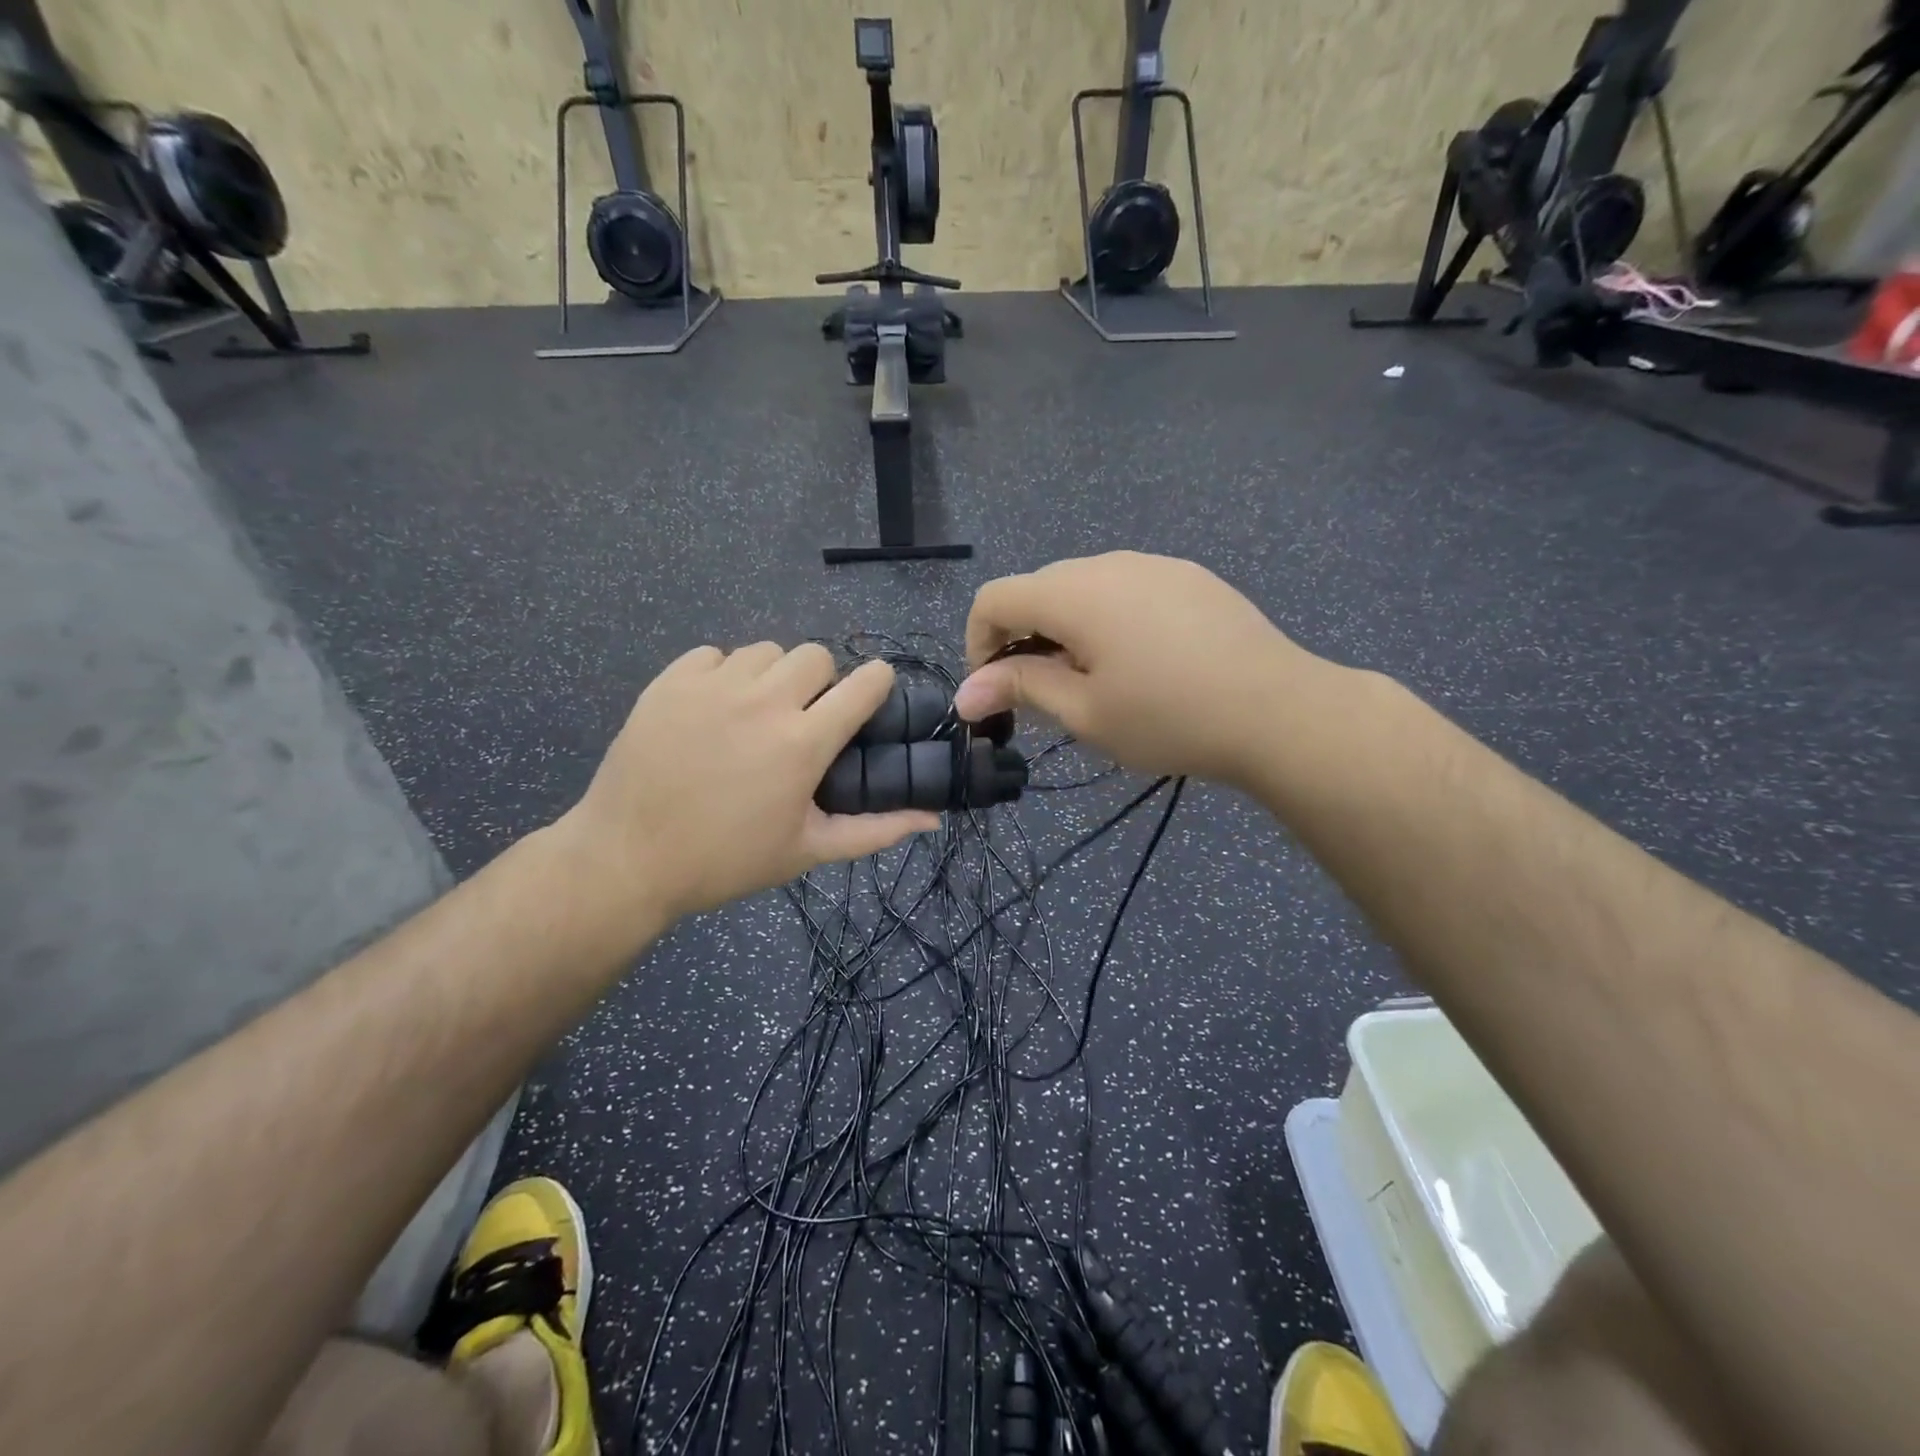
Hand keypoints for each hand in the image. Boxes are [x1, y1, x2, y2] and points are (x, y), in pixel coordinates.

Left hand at [558, 644, 939, 928]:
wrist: (627, 858)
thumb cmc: (726, 860)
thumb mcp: (807, 850)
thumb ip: (875, 829)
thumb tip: (932, 817)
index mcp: (803, 742)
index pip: (865, 682)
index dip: (876, 685)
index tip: (868, 701)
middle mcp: (763, 701)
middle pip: (816, 655)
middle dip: (821, 681)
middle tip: (803, 718)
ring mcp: (713, 686)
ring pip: (765, 651)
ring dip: (772, 677)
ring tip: (754, 714)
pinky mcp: (670, 681)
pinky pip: (713, 655)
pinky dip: (722, 675)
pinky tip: (712, 710)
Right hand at [953, 552, 1333, 786]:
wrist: (1279, 711)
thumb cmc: (1169, 718)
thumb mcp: (1085, 713)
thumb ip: (1021, 688)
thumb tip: (965, 693)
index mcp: (1075, 593)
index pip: (994, 598)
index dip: (978, 642)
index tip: (995, 690)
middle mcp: (1109, 562)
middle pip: (1038, 589)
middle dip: (1022, 637)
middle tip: (1043, 693)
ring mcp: (1154, 564)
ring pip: (1083, 587)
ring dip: (1065, 628)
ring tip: (1093, 679)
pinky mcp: (1188, 576)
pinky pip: (1125, 588)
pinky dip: (1107, 618)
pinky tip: (1140, 660)